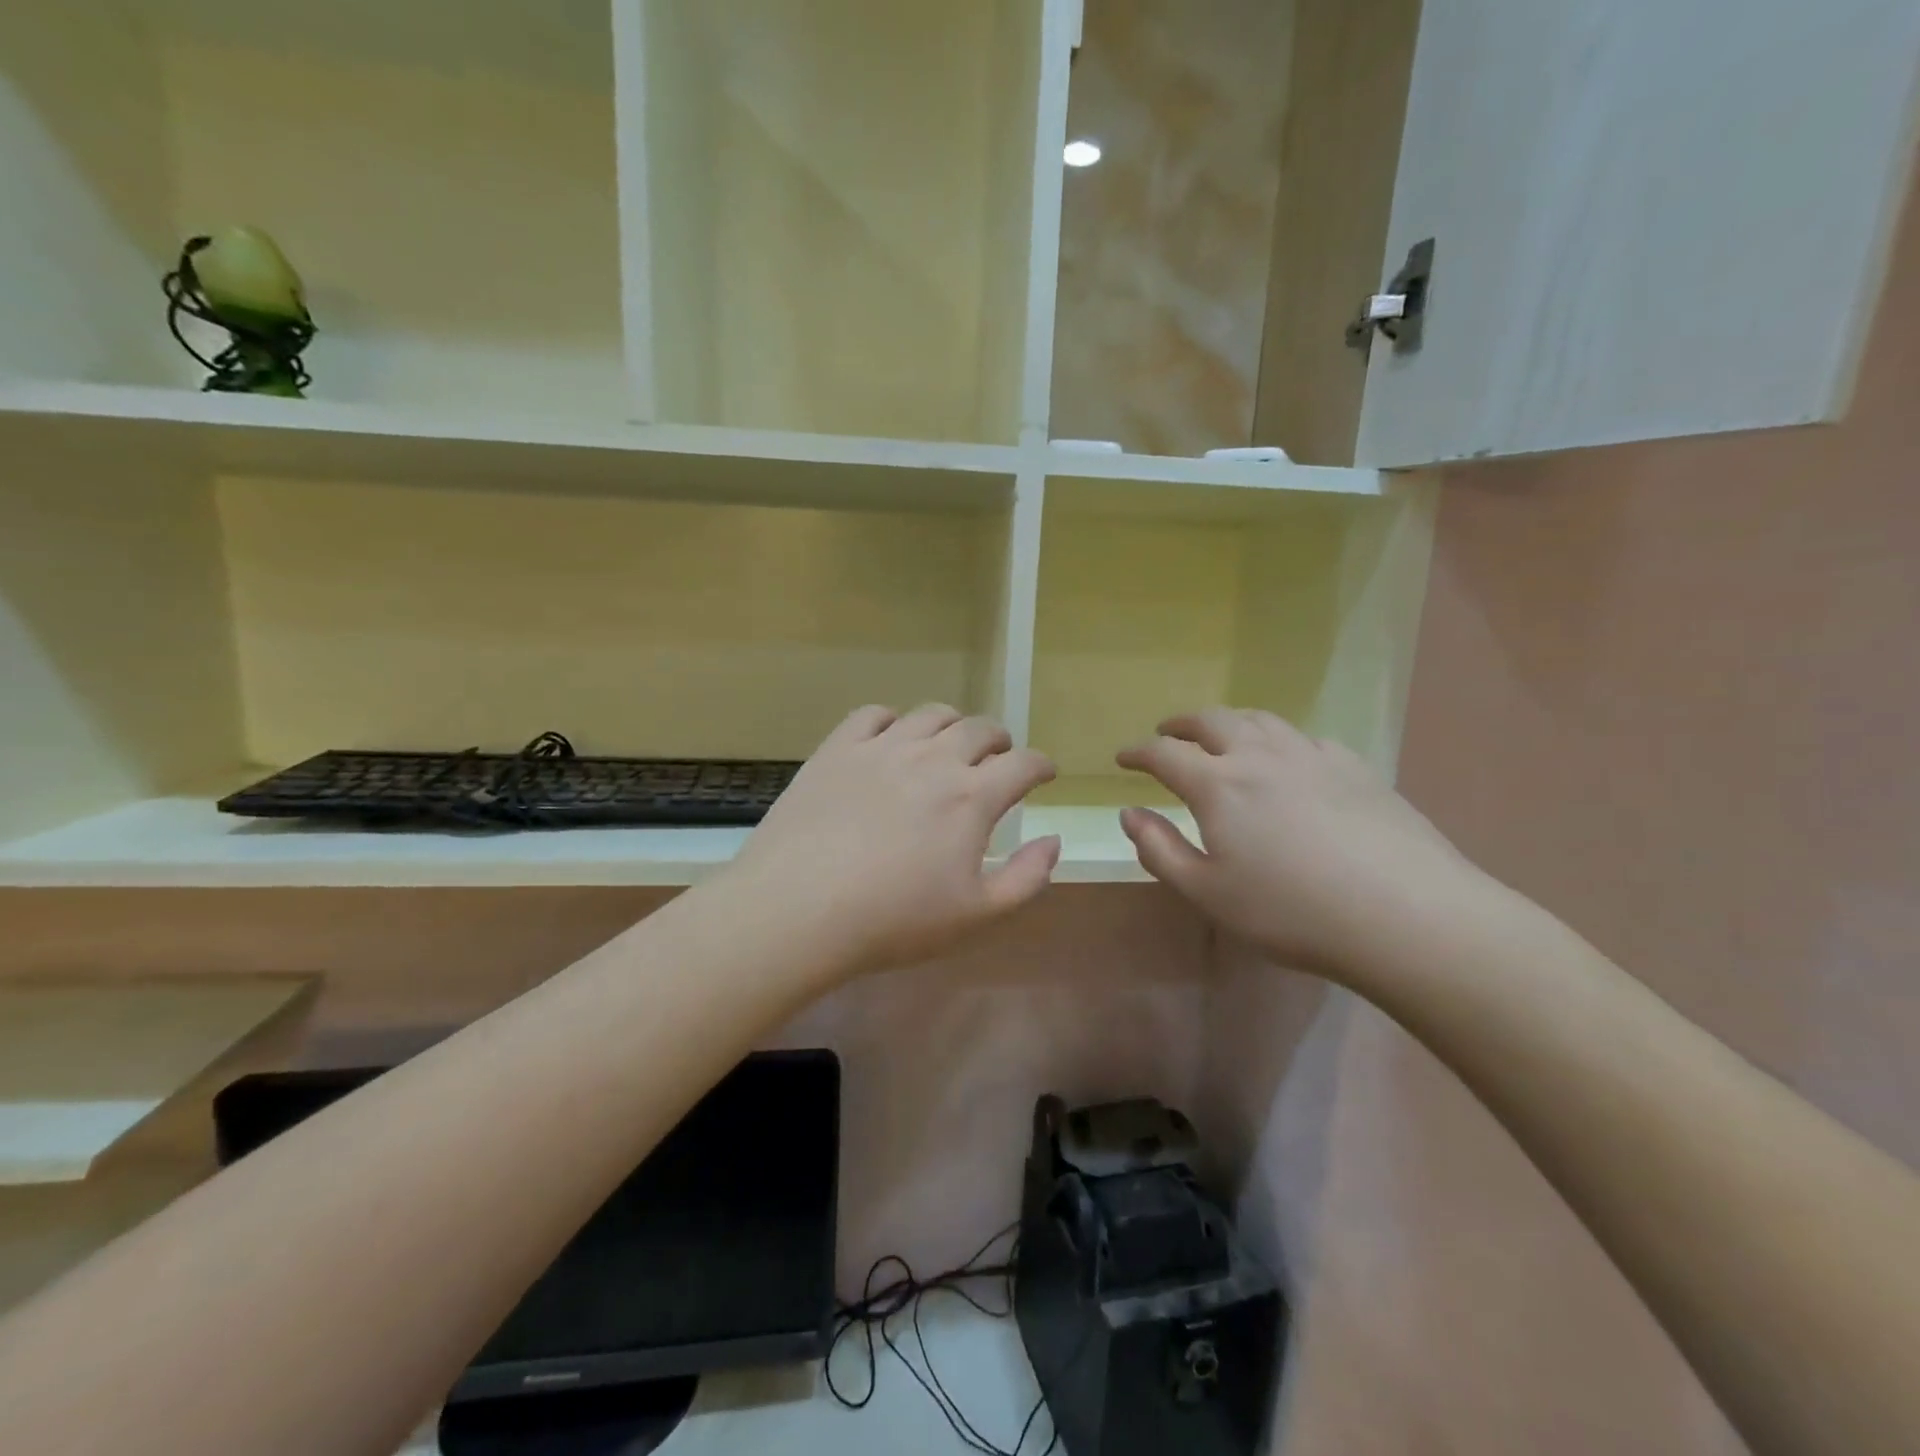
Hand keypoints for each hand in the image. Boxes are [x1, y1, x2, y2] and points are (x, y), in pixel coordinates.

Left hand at [719, 704, 1060, 980]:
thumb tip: (1053, 840)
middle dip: (999, 741)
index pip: (1023, 763)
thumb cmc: (893, 920)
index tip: (1044, 774)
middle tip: (998, 759)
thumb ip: (1027, 878)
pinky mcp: (837, 749)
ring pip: (931, 715)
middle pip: (979, 728)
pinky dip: (893, 721)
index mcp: (971, 797)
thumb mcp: (976, 916)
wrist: (798, 909)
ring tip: (949, 744)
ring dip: (952, 725)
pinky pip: (873, 714)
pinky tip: (890, 739)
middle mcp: (932, 759)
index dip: (1041, 765)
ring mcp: (881, 748)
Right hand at [1117, 709, 1493, 982]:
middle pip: (1213, 720)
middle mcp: (1261, 755)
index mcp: (1218, 784)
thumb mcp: (1208, 893)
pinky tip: (1288, 761)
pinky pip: (1305, 739)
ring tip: (1222, 736)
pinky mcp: (1355, 767)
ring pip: (1261, 720)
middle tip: (1167, 732)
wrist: (1406, 915)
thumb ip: (1159, 850)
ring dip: (1230, 722)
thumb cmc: (1291, 911)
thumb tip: (1129, 813)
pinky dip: (1279, 741)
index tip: (1122, 757)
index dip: (1138, 752)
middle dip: (1182, 723)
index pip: (1165, 753)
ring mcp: (1312, 756)